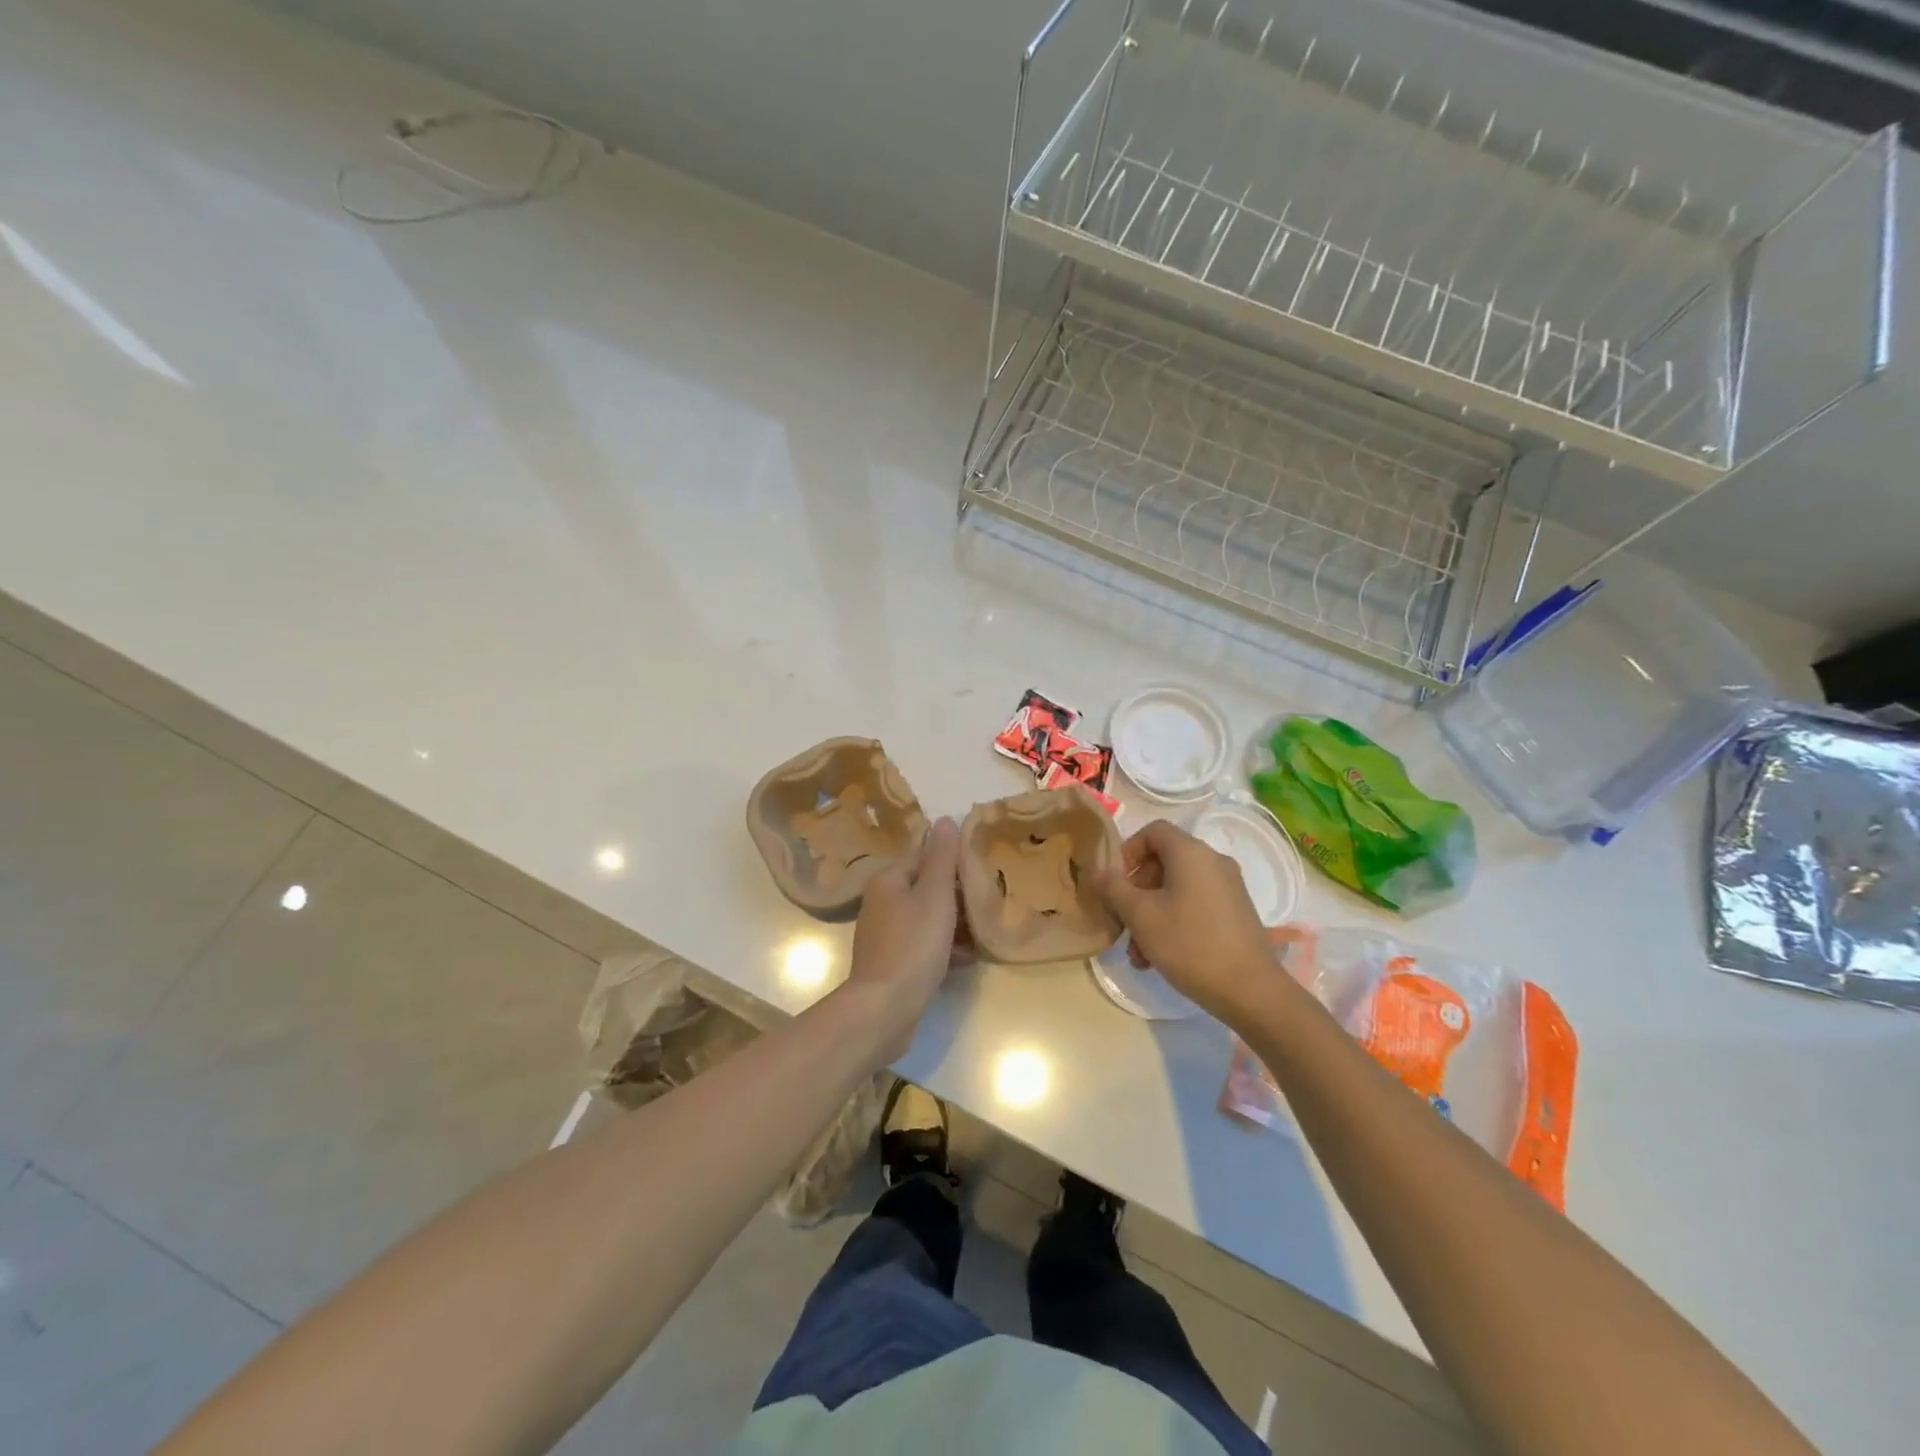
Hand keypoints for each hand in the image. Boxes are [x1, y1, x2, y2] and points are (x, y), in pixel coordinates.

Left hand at [841, 817, 961, 1061]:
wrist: (884, 1010)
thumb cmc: (913, 946)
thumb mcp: (934, 896)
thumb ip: (942, 858)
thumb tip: (945, 819)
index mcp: (888, 880)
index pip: (924, 855)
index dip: (953, 859)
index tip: (982, 868)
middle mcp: (881, 902)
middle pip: (926, 887)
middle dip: (957, 894)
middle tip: (989, 900)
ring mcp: (885, 934)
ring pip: (926, 917)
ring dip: (954, 923)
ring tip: (984, 930)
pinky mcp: (891, 962)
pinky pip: (923, 944)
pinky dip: (944, 947)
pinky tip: (967, 958)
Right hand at [1093, 819, 1279, 1022]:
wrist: (1251, 991)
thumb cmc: (1190, 944)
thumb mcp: (1141, 916)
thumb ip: (1114, 889)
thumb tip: (1099, 871)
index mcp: (1191, 853)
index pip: (1153, 831)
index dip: (1128, 850)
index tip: (1115, 881)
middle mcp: (1213, 862)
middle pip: (1164, 862)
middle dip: (1136, 891)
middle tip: (1122, 922)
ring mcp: (1228, 888)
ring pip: (1177, 888)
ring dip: (1151, 913)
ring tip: (1138, 953)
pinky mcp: (1236, 913)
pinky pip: (1195, 904)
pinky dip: (1173, 921)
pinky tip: (1160, 957)